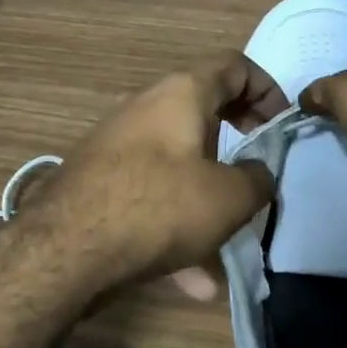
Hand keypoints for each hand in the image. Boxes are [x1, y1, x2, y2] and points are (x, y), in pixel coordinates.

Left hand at [21, 54, 289, 298]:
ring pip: (177, 165)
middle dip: (237, 143)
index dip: (267, 89)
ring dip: (206, 199)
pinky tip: (191, 280)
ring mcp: (117, 145)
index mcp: (181, 93)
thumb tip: (258, 174)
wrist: (66, 248)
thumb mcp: (230, 197)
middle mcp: (145, 108)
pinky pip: (150, 197)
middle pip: (203, 113)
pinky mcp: (99, 182)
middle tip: (256, 170)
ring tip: (226, 246)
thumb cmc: (160, 206)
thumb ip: (258, 180)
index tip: (280, 127)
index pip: (234, 66)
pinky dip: (175, 226)